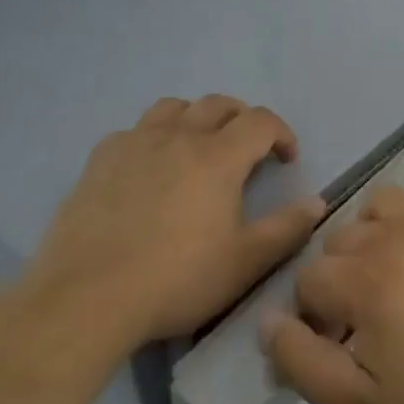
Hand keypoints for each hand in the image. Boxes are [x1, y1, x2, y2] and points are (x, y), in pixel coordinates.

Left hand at [28, 95, 325, 347]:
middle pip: (218, 104)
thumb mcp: (244, 263)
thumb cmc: (176, 280)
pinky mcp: (98, 160)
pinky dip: (153, 137)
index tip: (286, 159)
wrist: (87, 298)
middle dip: (242, 119)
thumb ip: (286, 229)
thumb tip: (316, 202)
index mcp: (218, 157)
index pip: (260, 121)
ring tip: (199, 147)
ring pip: (173, 107)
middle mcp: (178, 136)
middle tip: (249, 149)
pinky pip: (133, 130)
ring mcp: (134, 144)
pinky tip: (148, 168)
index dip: (281, 133)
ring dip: (196, 118)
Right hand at [262, 186, 403, 403]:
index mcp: (366, 281)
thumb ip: (303, 362)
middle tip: (368, 329)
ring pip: (374, 213)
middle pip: (337, 244)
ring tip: (392, 288)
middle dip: (337, 283)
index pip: (307, 280)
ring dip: (368, 244)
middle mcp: (397, 239)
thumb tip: (268, 322)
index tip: (342, 352)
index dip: (313, 319)